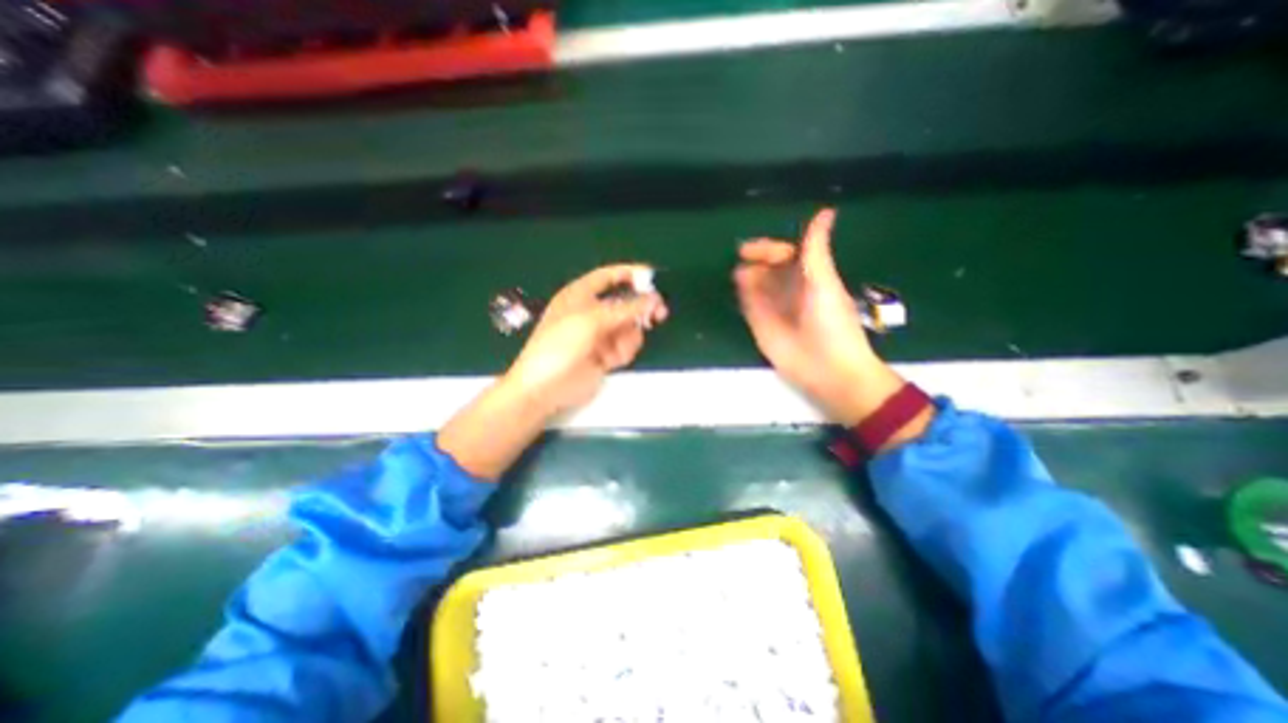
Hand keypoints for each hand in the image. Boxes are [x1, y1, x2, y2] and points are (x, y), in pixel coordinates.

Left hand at [442, 265, 668, 478]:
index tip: (653, 277)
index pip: (609, 277)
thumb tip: (654, 298)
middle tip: (660, 313)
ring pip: (629, 327)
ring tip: (618, 347)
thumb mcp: (592, 320)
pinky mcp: (605, 354)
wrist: (546, 387)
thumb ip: (625, 309)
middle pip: (625, 302)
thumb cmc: (560, 345)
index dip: (630, 274)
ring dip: (629, 336)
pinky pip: (625, 346)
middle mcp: (591, 312)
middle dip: (641, 308)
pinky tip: (612, 359)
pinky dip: (624, 351)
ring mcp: (599, 334)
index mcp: (580, 295)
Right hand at [734, 205, 902, 429]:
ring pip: (756, 285)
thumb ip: (816, 250)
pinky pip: (749, 305)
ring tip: (740, 274)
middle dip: (756, 261)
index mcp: (809, 276)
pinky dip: (743, 296)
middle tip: (743, 258)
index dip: (771, 249)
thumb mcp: (824, 282)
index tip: (755, 251)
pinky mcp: (761, 326)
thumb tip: (826, 210)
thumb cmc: (831, 323)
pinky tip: (738, 289)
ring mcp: (774, 308)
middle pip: (768, 268)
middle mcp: (790, 289)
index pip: (786, 254)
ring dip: (747, 277)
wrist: (827, 369)